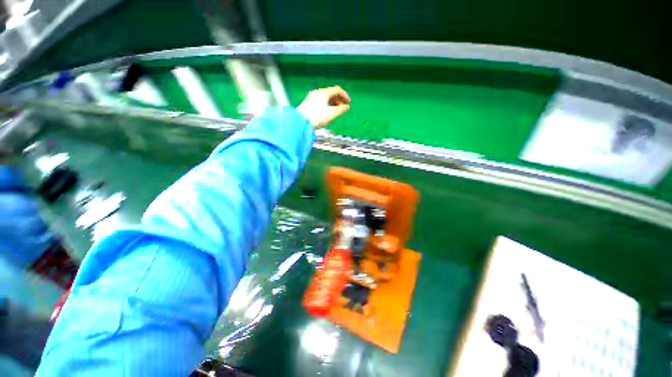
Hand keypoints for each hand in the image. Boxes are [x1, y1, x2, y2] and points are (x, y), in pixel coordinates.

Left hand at [297, 86, 350, 128]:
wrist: (301, 122)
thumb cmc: (317, 117)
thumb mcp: (331, 114)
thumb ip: (341, 109)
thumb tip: (346, 107)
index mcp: (324, 93)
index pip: (337, 90)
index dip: (344, 95)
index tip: (349, 103)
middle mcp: (317, 92)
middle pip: (331, 93)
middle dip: (339, 100)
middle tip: (343, 108)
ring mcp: (311, 97)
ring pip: (325, 98)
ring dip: (333, 103)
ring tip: (336, 111)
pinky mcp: (308, 103)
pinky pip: (320, 101)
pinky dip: (327, 105)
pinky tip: (327, 112)